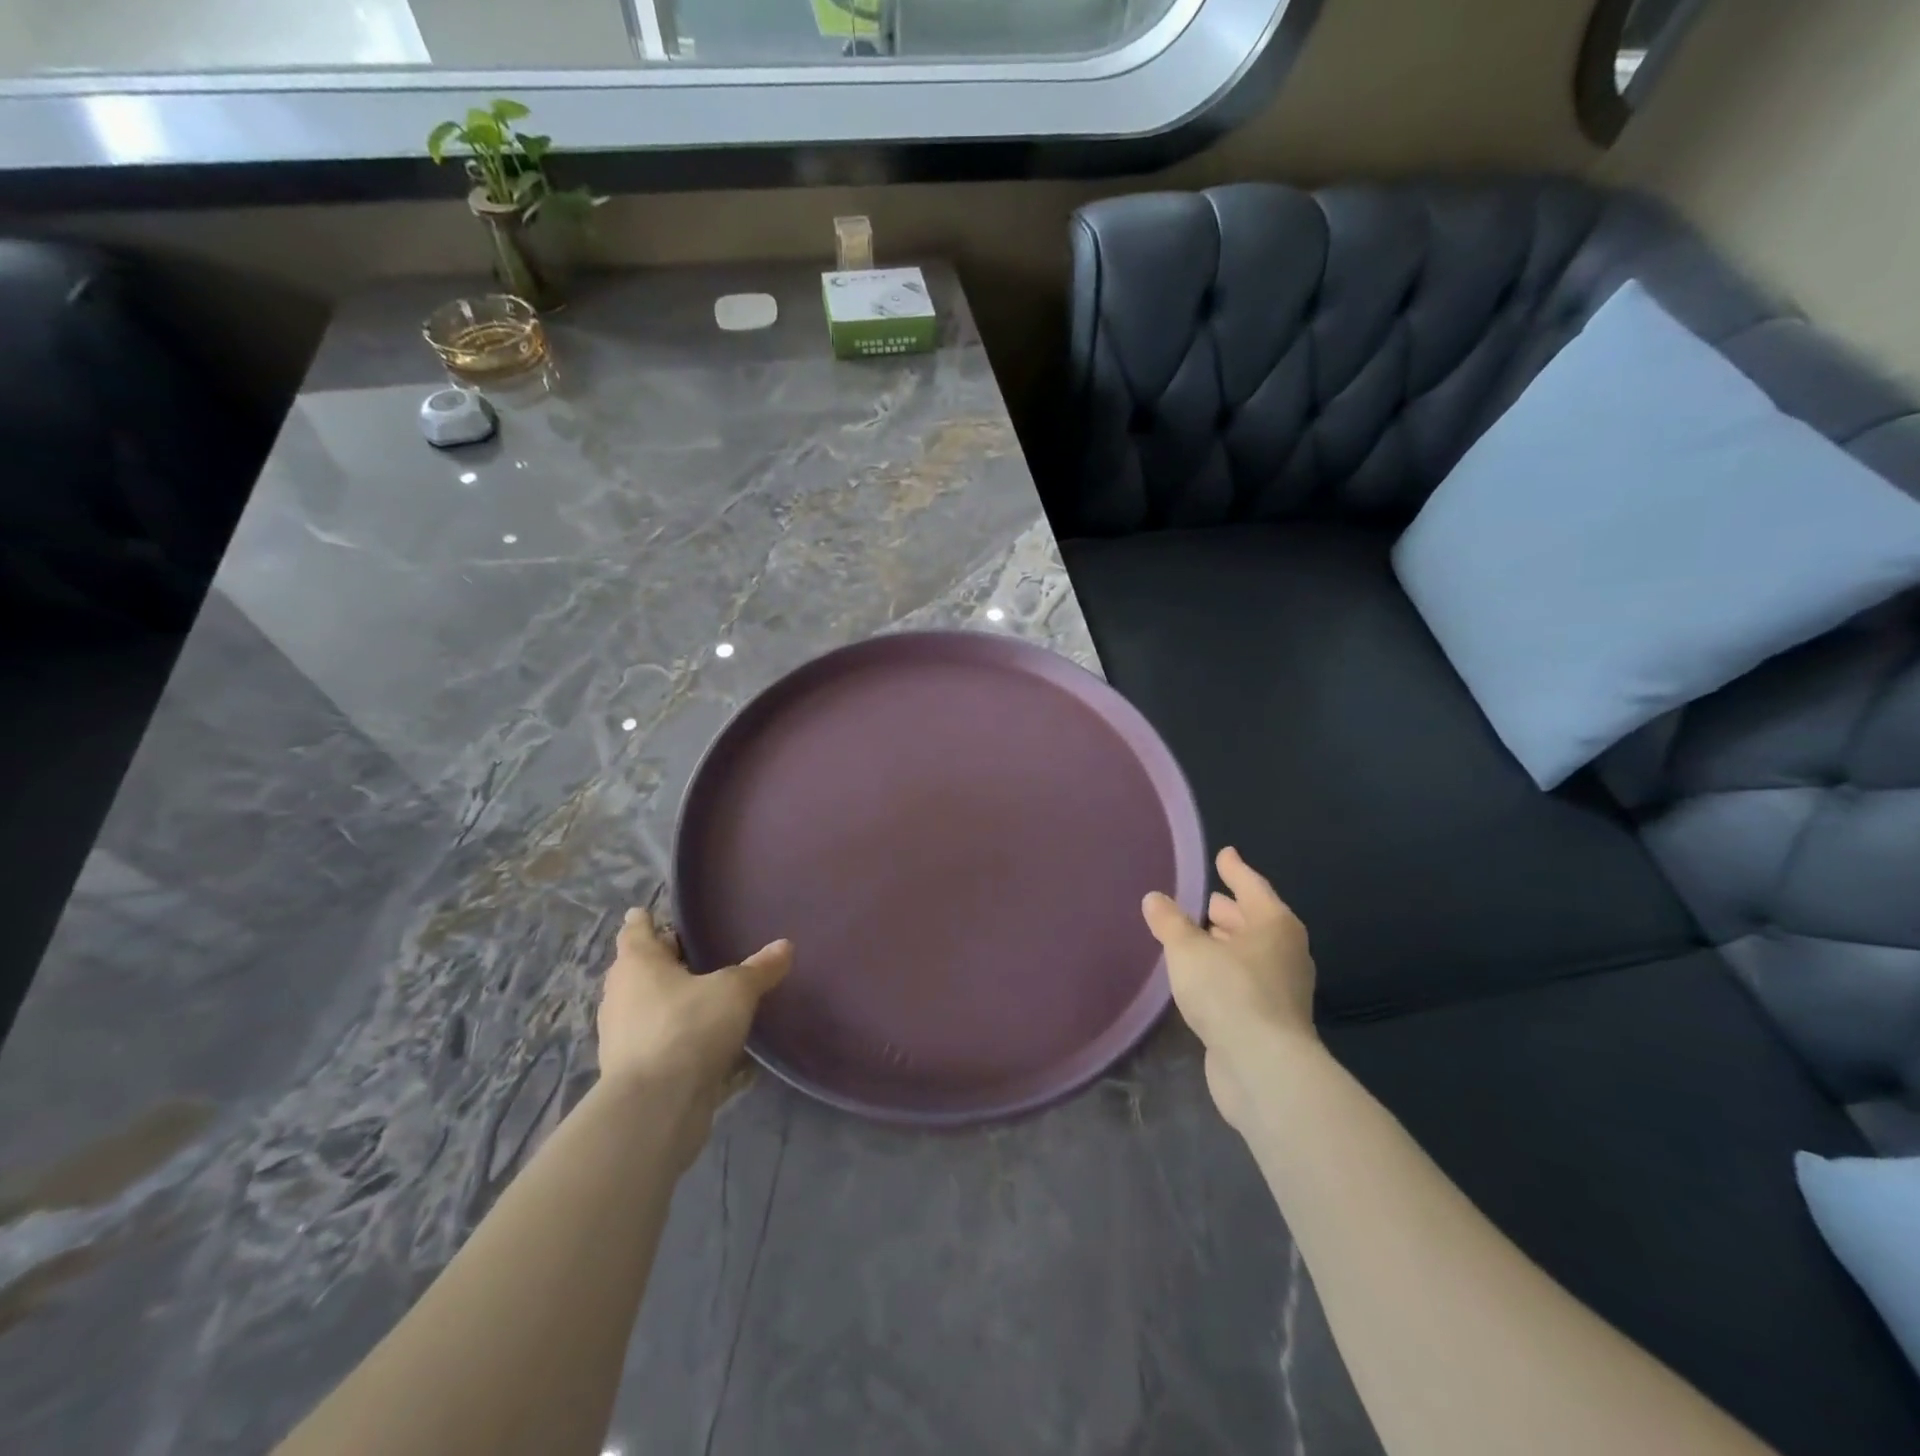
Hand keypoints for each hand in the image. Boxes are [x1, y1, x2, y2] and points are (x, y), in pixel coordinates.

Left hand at [597, 910, 791, 1153]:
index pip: (635, 931)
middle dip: (662, 962)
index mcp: (637, 964)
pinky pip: (661, 1045)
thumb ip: (759, 968)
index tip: (644, 911)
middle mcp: (622, 996)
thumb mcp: (735, 991)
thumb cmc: (688, 1028)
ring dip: (671, 1003)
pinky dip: (680, 1041)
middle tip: (691, 952)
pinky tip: (709, 1046)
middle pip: (639, 970)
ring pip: (648, 1008)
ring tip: (704, 997)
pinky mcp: (635, 1073)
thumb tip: (785, 945)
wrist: (655, 1108)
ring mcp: (623, 1038)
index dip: (643, 920)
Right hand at [1142, 846, 1315, 1129]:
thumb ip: (1170, 922)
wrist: (1263, 1069)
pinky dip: (1226, 971)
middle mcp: (1285, 952)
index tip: (1223, 854)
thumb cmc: (1229, 993)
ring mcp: (1282, 989)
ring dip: (1227, 943)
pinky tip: (1203, 976)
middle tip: (1207, 899)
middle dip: (1231, 910)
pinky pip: (1245, 981)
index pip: (1252, 886)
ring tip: (1199, 935)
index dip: (1234, 869)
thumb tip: (1154, 899)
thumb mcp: (1188, 950)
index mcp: (1274, 925)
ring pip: (1250, 954)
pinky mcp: (1271, 1020)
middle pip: (1255, 920)